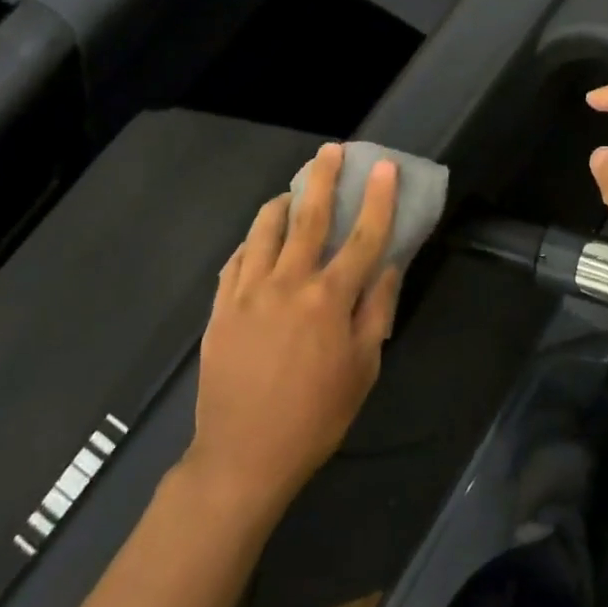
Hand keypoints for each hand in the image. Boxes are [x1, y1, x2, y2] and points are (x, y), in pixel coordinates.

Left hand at [188, 144, 401, 511]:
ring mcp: (248, 291)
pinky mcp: (220, 307)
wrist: (243, 456)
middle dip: (323, 178)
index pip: (362, 236)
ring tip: (292, 191)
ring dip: (282, 202)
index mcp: (329, 299)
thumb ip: (376, 311)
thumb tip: (387, 267)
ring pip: (265, 229)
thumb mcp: (363, 369)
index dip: (378, 199)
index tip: (384, 166)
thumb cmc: (316, 416)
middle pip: (309, 217)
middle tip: (331, 150)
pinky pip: (236, 258)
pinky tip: (259, 239)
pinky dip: (251, 241)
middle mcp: (288, 283)